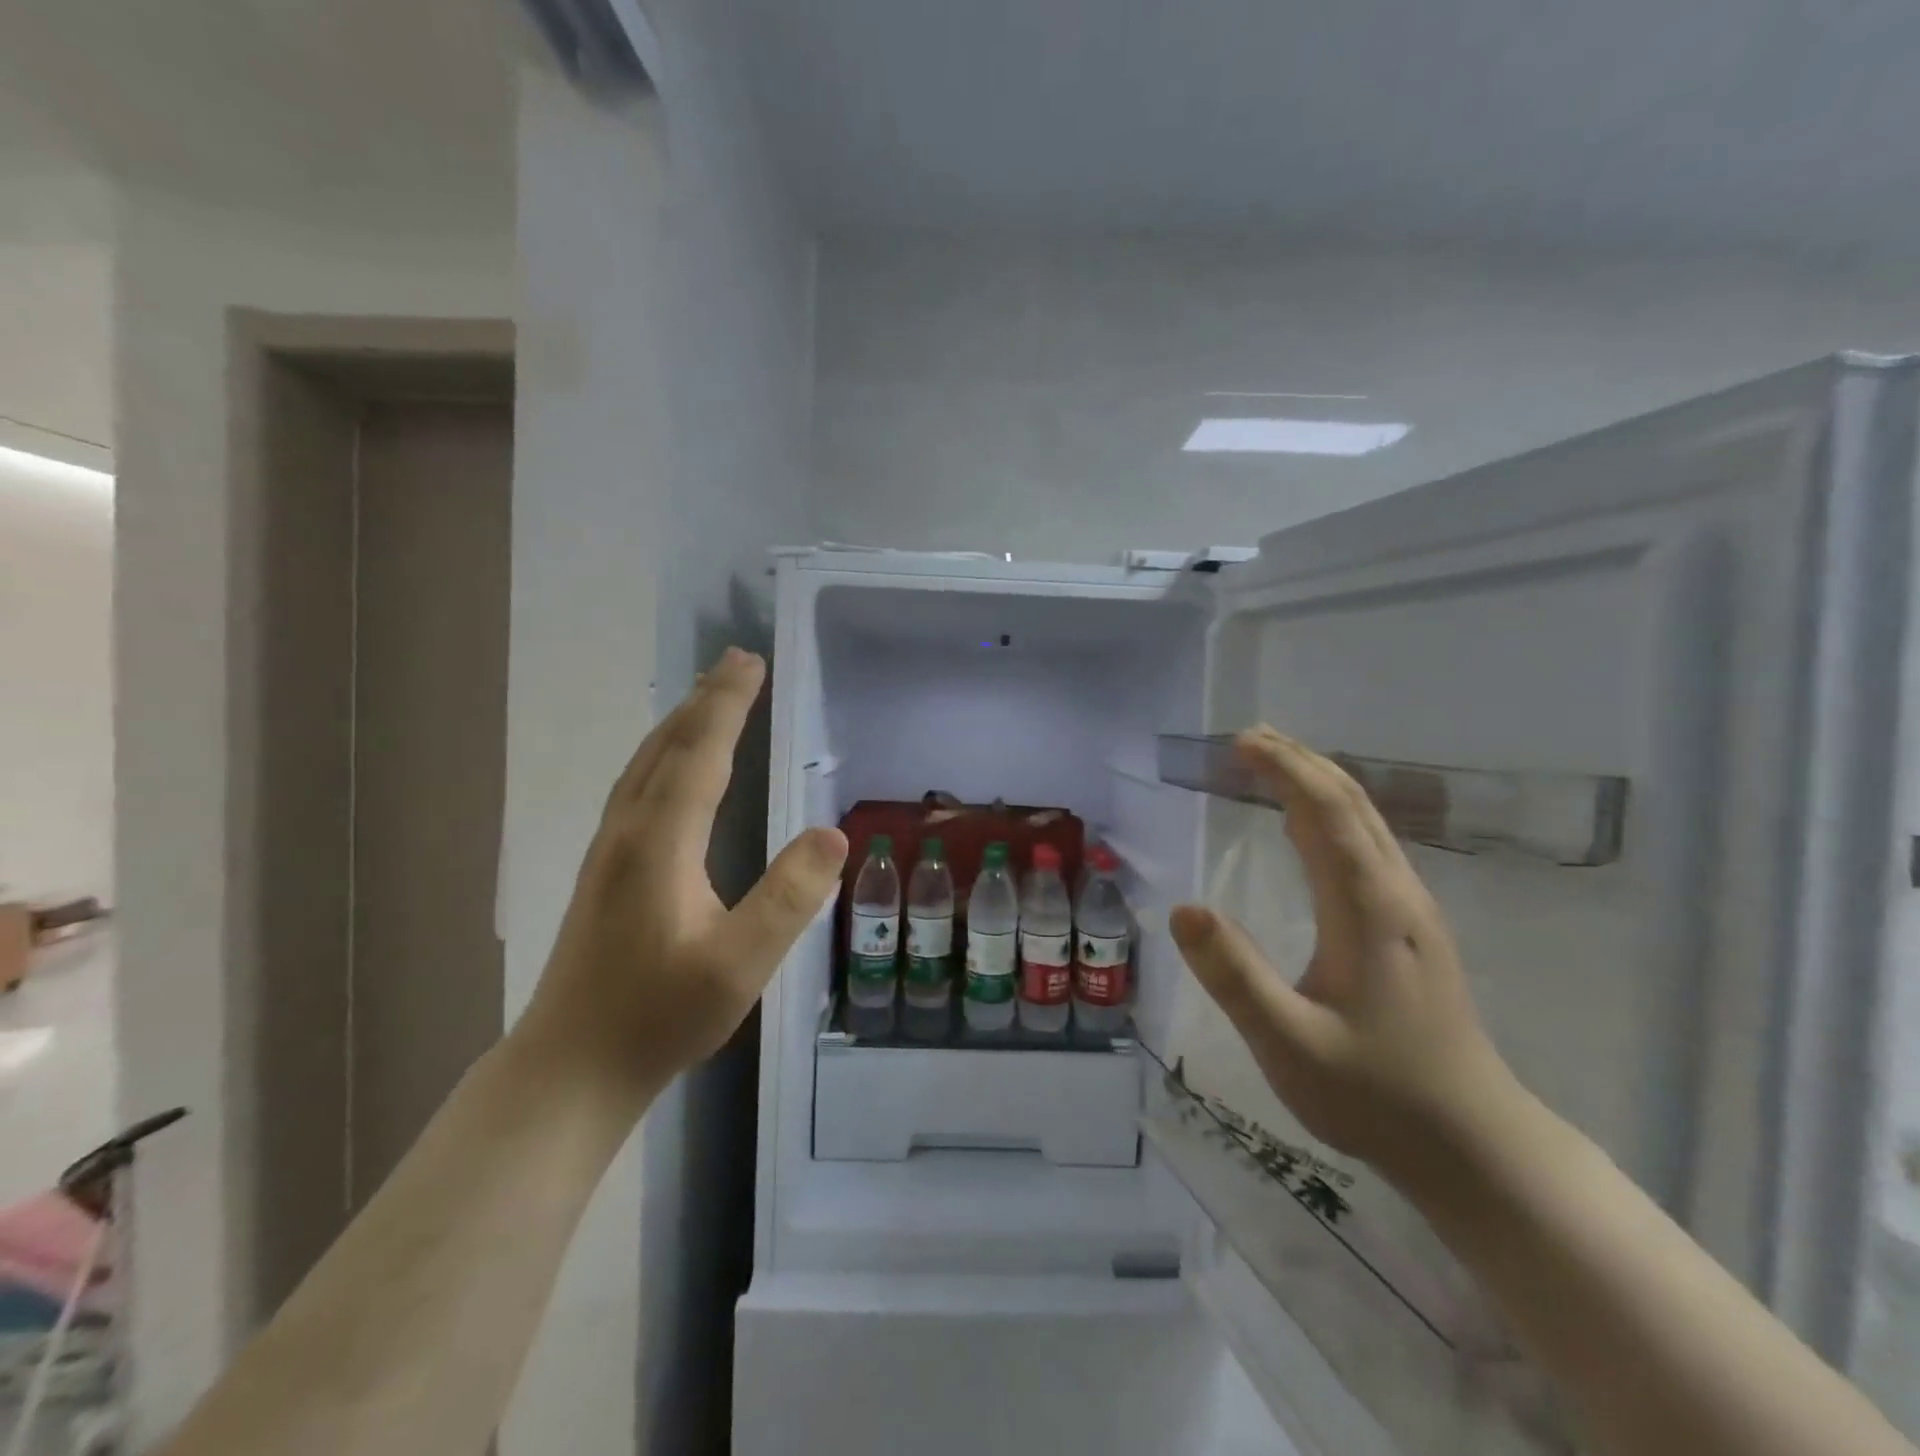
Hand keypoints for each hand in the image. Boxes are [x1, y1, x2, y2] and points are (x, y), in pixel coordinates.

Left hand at [519, 649, 848, 1098]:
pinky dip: (663, 755)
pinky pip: (637, 787)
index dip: (727, 705)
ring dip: (680, 723)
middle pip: (667, 748)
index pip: (700, 755)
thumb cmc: (658, 1018)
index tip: (750, 662)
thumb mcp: (739, 965)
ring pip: (645, 765)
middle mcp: (628, 832)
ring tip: (708, 698)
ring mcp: (607, 851)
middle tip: (736, 662)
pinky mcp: (602, 871)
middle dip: (704, 700)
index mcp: (660, 844)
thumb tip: (833, 834)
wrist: (568, 1069)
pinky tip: (671, 768)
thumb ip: (788, 897)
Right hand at [1168, 727, 1518, 1179]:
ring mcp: (1411, 911)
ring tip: (1272, 765)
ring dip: (1318, 783)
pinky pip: (1368, 846)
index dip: (1283, 769)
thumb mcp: (1288, 1043)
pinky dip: (1331, 814)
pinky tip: (1309, 828)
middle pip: (1352, 803)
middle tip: (1248, 738)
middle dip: (1301, 761)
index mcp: (1367, 909)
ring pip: (1366, 822)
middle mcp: (1396, 895)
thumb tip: (1184, 908)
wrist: (1474, 1146)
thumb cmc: (1375, 1094)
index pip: (1325, 813)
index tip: (1239, 742)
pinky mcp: (1411, 930)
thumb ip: (1234, 976)